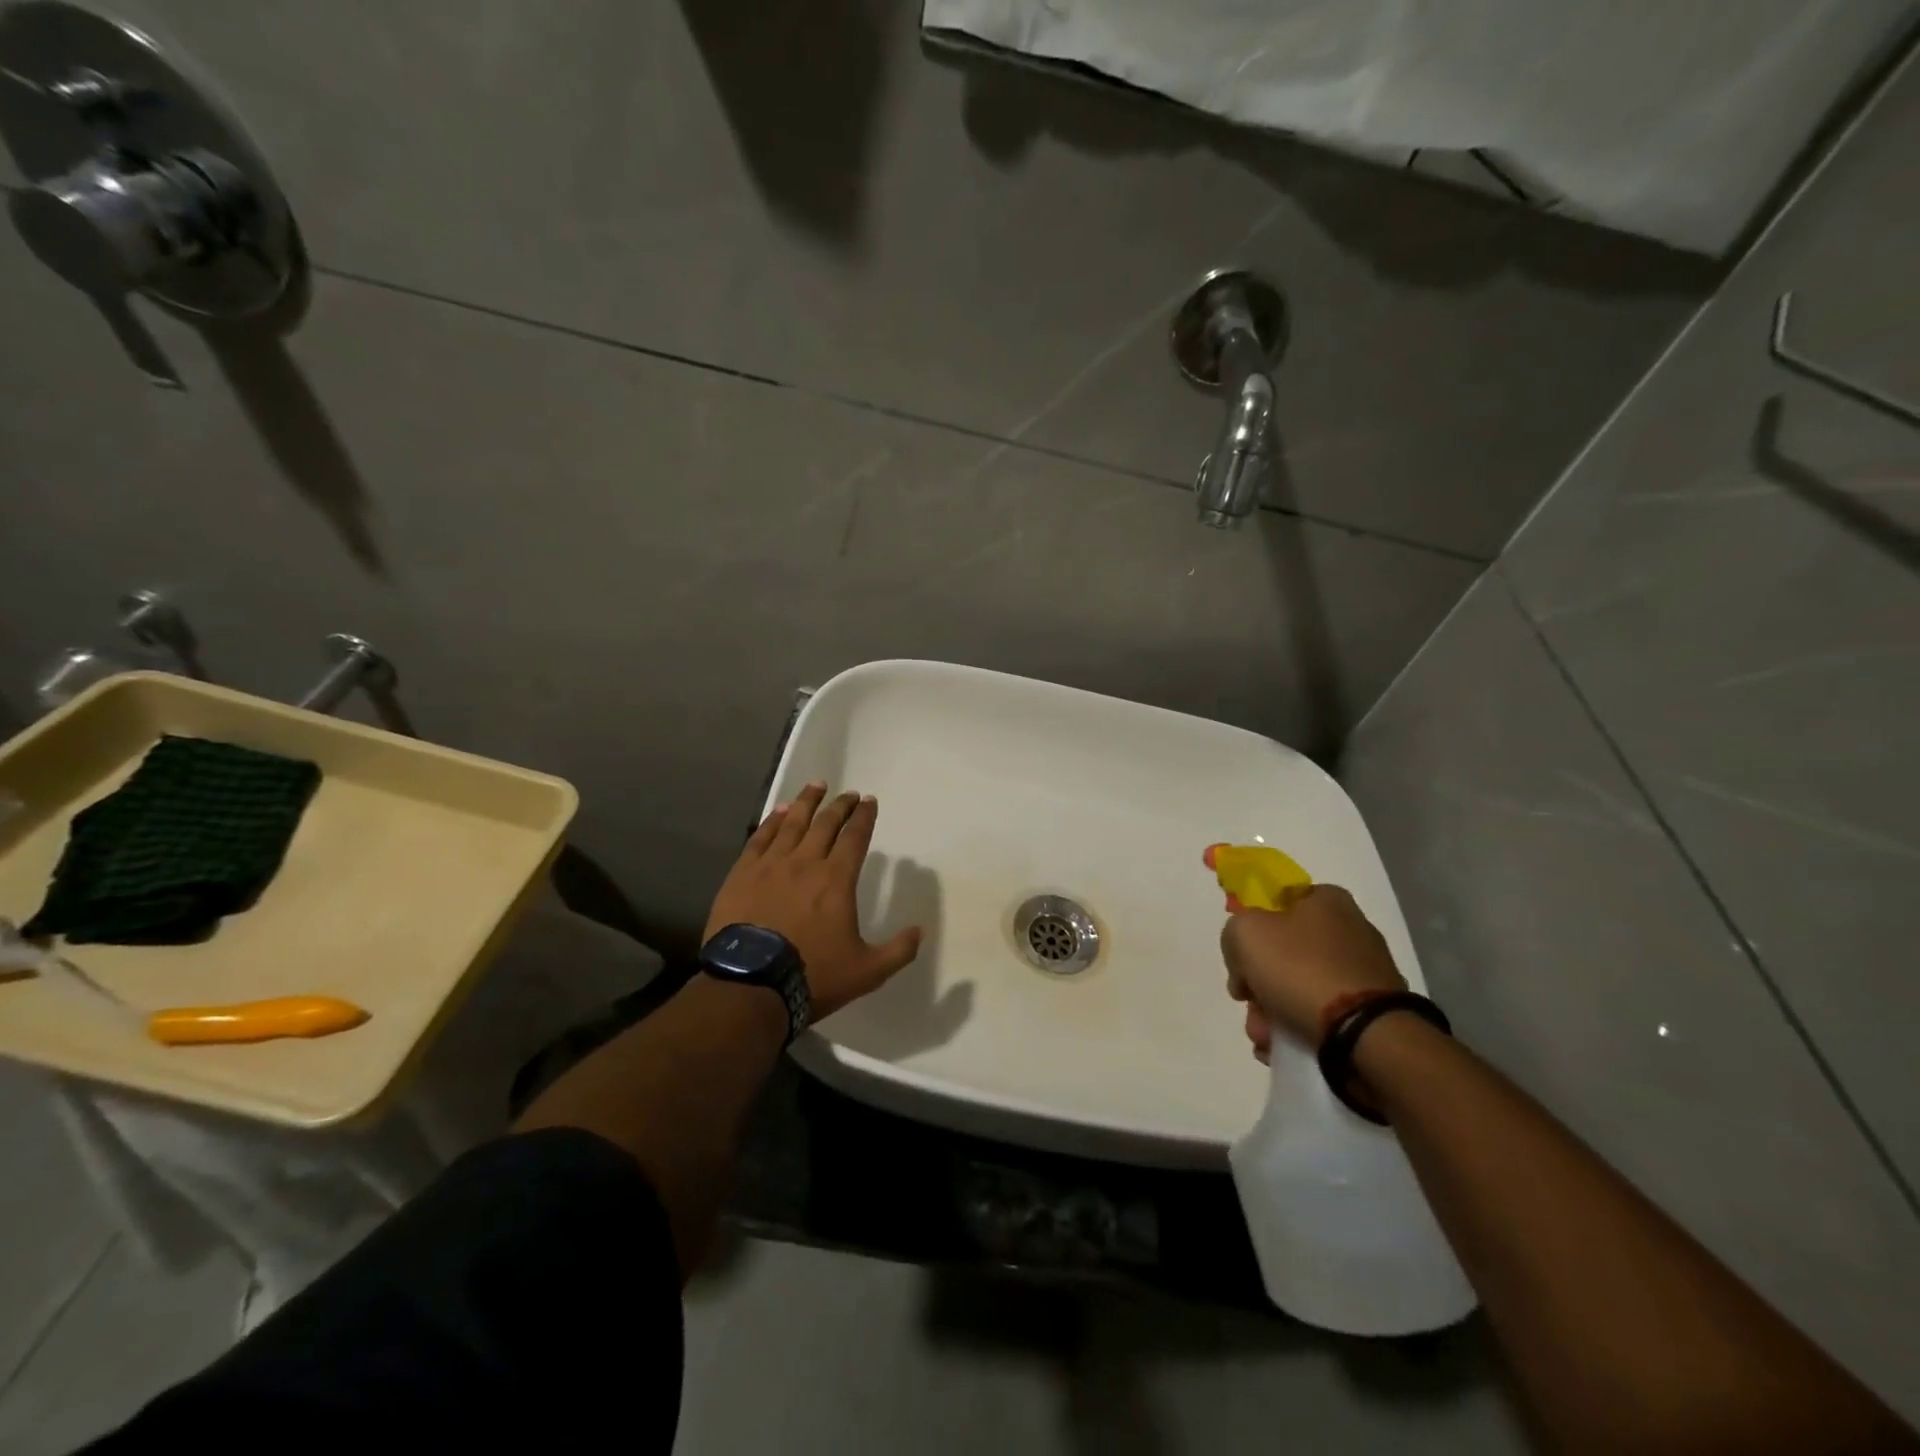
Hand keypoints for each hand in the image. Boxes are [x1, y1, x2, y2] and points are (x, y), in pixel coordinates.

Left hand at [705, 782, 922, 1020]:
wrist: (751, 985)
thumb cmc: (812, 975)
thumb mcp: (867, 971)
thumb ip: (898, 950)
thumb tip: (920, 931)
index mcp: (836, 880)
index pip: (855, 838)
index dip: (864, 817)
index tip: (869, 801)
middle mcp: (806, 862)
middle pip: (826, 824)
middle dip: (841, 806)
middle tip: (849, 794)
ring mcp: (771, 865)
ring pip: (793, 823)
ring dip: (807, 802)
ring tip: (816, 786)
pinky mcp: (743, 874)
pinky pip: (760, 837)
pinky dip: (773, 821)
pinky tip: (780, 811)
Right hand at [1221, 884, 1403, 1062]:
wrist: (1365, 1035)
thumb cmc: (1300, 969)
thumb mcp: (1244, 933)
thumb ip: (1234, 932)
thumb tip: (1245, 957)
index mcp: (1327, 900)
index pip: (1277, 903)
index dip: (1251, 928)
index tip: (1238, 958)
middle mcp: (1351, 930)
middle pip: (1284, 953)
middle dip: (1257, 983)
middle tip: (1248, 1003)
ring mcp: (1365, 974)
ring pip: (1299, 988)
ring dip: (1271, 1013)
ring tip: (1264, 1037)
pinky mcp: (1373, 1013)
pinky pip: (1323, 1016)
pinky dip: (1299, 1029)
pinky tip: (1282, 1048)